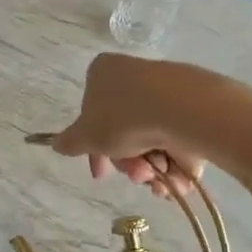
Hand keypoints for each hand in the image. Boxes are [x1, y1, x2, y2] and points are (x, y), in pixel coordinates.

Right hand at [47, 53, 213, 197]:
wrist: (184, 110)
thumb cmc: (124, 117)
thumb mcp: (86, 136)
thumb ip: (70, 142)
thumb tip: (57, 144)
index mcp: (103, 72)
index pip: (91, 112)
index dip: (93, 148)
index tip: (101, 172)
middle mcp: (134, 76)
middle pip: (122, 131)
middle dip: (126, 161)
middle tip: (134, 174)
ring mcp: (166, 91)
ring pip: (150, 140)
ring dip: (149, 167)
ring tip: (156, 176)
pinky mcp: (194, 107)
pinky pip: (177, 140)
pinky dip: (174, 164)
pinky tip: (174, 179)